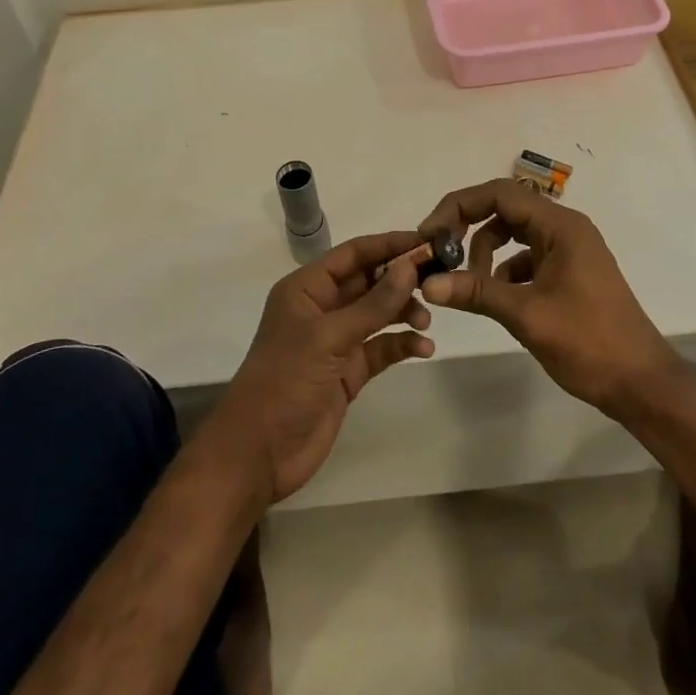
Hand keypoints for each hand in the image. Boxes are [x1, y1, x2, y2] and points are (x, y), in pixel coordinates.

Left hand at [208, 231, 435, 504]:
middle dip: (401, 279)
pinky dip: (401, 345)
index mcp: (307, 288)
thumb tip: (409, 266)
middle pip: (368, 281)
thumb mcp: (329, 337)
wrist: (258, 453)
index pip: (353, 254)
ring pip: (378, 314)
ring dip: (403, 312)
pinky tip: (423, 348)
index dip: (388, 244)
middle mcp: (322, 308)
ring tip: (426, 320)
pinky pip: (380, 348)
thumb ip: (373, 304)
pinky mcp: (348, 372)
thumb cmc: (285, 380)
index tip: (426, 241)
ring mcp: (336, 341)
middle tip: (437, 279)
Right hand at [417, 179, 682, 414]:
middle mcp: (565, 228)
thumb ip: (477, 292)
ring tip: (469, 284)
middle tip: (440, 256)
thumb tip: (427, 283)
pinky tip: (496, 298)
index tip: (430, 233)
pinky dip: (504, 271)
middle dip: (468, 229)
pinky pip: (526, 257)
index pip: (499, 194)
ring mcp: (569, 250)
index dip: (459, 206)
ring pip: (513, 233)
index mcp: (560, 225)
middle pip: (504, 209)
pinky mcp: (569, 272)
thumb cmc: (589, 343)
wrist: (642, 384)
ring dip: (485, 252)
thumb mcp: (527, 315)